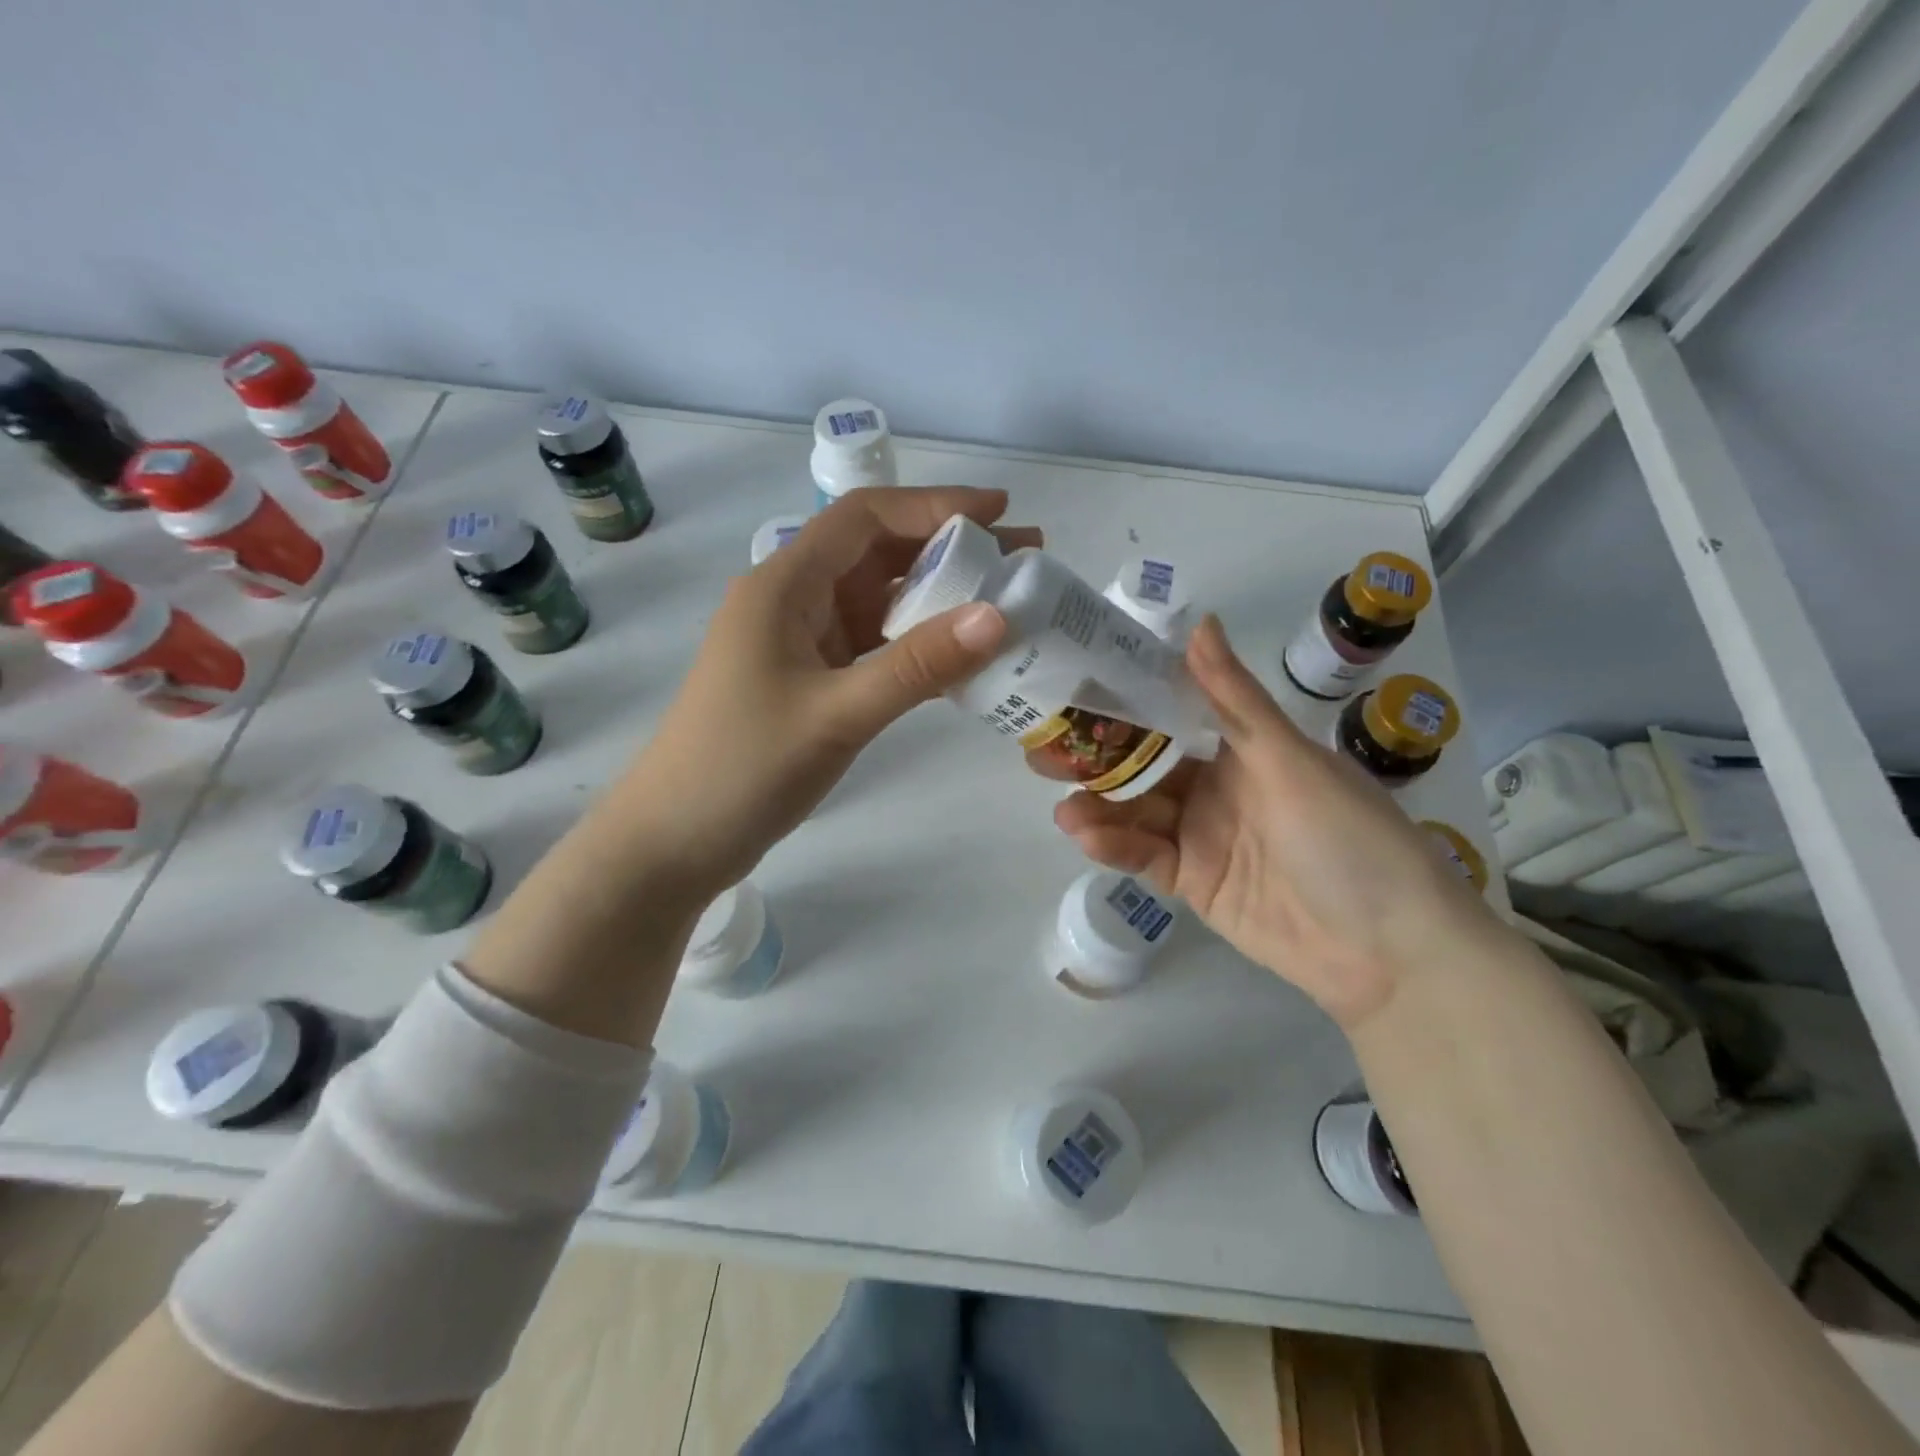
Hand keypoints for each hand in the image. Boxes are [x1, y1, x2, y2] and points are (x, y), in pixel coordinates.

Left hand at [614, 487, 1039, 897]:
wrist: (675, 840)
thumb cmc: (742, 768)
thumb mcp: (837, 714)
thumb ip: (918, 665)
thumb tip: (999, 616)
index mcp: (784, 585)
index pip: (865, 519)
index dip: (934, 505)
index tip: (1001, 510)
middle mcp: (791, 601)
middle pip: (876, 554)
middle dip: (948, 549)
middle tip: (1022, 560)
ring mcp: (799, 643)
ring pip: (877, 602)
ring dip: (936, 598)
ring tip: (1003, 603)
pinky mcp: (808, 680)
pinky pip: (872, 645)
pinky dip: (915, 643)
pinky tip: (959, 655)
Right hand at [1053, 616, 1500, 1028]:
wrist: (1388, 951)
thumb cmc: (1347, 837)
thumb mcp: (1289, 761)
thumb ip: (1234, 700)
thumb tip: (1199, 622)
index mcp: (1242, 747)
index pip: (1173, 712)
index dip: (1126, 699)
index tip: (1074, 683)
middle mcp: (1216, 785)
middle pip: (1144, 765)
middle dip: (1097, 757)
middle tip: (1041, 748)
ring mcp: (1201, 835)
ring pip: (1137, 812)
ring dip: (1100, 806)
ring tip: (1062, 803)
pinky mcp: (1192, 882)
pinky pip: (1145, 857)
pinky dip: (1115, 846)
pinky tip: (1085, 836)